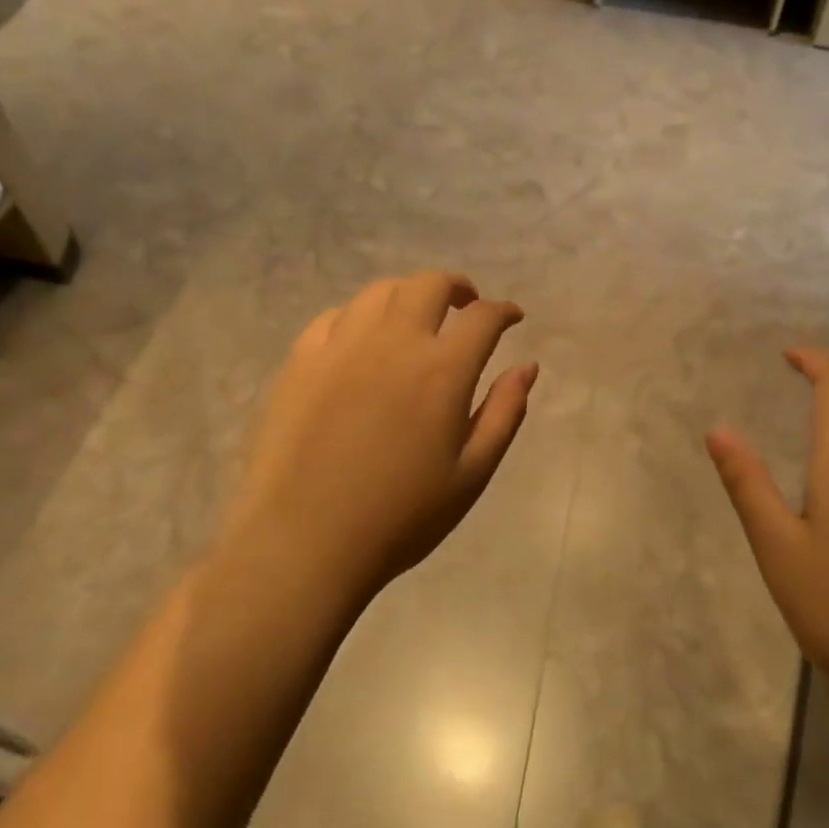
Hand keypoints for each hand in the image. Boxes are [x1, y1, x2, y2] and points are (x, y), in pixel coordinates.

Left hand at [219, 271, 536, 606]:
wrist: (304, 542)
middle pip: (429, 285)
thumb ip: (504, 412)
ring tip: (416, 317)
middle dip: (457, 287)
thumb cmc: (401, 516)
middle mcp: (393, 342)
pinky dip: (360, 316)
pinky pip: (334, 317)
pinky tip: (362, 339)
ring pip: (379, 292)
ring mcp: (341, 346)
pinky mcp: (300, 361)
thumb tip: (528, 367)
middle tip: (466, 306)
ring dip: (408, 294)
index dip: (503, 311)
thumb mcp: (472, 473)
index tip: (512, 317)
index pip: (483, 318)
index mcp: (442, 370)